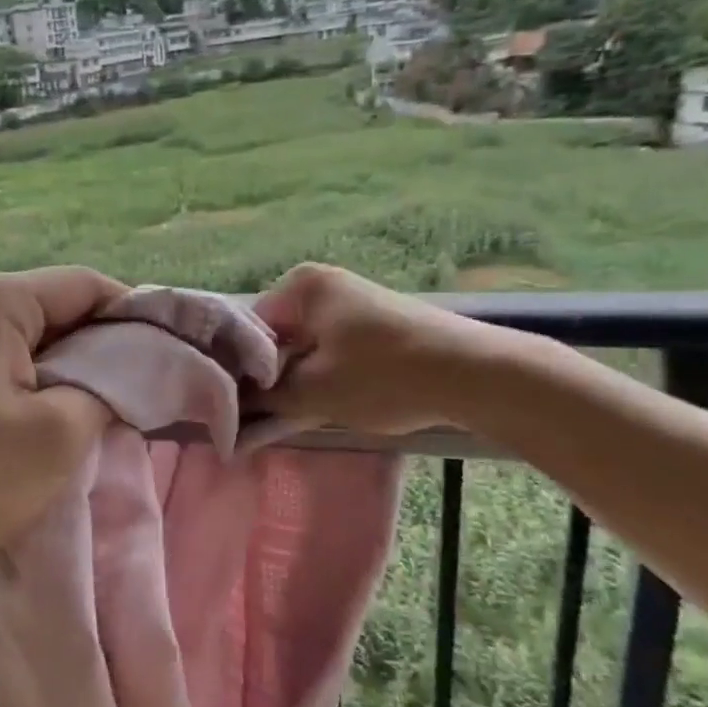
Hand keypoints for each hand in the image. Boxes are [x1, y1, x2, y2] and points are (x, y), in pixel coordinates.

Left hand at [0, 267, 125, 592]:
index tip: (174, 359)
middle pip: (64, 309)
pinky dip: (51, 387)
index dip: (137, 318)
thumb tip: (134, 371)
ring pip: (44, 341)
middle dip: (110, 349)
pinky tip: (70, 420)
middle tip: (152, 392)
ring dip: (81, 373)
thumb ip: (110, 388)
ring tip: (117, 411)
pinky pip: (19, 365)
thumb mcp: (59, 433)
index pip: (88, 285)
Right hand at [253, 263, 514, 434]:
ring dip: (294, 383)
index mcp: (300, 286)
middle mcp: (322, 285)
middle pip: (275, 338)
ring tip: (290, 419)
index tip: (235, 410)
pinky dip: (322, 378)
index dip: (238, 374)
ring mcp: (351, 303)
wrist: (475, 374)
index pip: (246, 331)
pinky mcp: (374, 326)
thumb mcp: (313, 393)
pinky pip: (330, 351)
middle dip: (267, 380)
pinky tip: (323, 407)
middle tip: (258, 421)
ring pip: (303, 348)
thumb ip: (264, 401)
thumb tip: (232, 410)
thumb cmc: (383, 376)